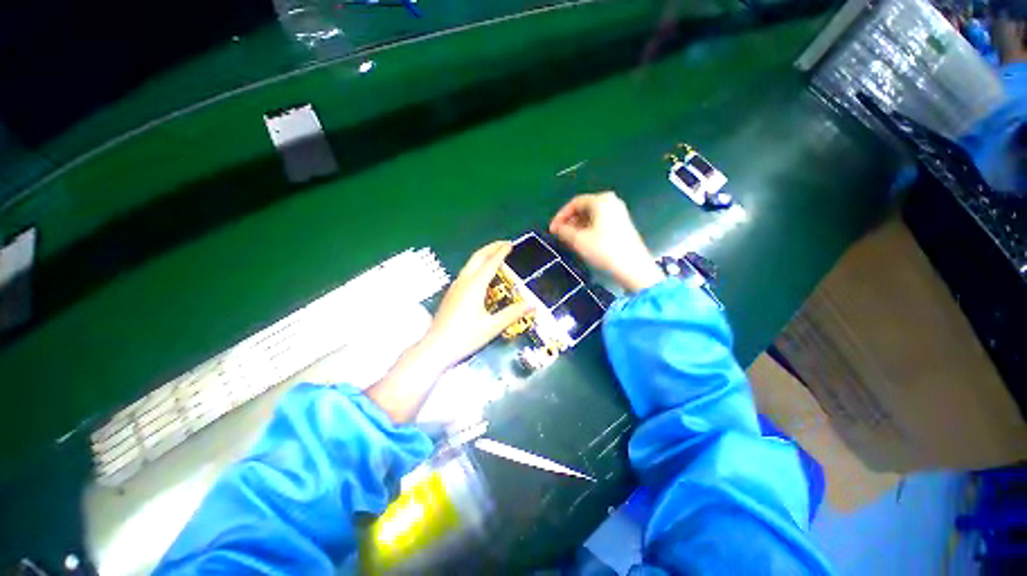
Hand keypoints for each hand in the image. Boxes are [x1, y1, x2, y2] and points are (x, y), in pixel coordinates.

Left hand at [420, 241, 532, 367]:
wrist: (435, 348)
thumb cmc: (465, 337)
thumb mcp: (493, 326)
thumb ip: (513, 314)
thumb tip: (532, 304)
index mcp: (475, 285)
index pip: (491, 263)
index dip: (501, 252)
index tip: (510, 244)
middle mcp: (464, 281)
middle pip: (477, 257)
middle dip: (491, 247)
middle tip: (504, 244)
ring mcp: (455, 287)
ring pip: (470, 264)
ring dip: (483, 256)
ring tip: (495, 256)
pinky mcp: (451, 294)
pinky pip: (466, 272)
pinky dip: (477, 266)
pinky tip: (481, 275)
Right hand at [549, 192, 664, 291]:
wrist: (632, 267)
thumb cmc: (604, 250)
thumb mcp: (578, 240)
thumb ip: (564, 231)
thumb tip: (557, 228)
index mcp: (601, 201)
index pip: (575, 203)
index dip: (561, 215)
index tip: (552, 229)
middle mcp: (611, 202)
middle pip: (584, 208)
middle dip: (569, 221)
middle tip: (559, 234)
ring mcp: (619, 213)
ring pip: (592, 216)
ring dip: (578, 226)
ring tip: (569, 239)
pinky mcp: (622, 225)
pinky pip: (600, 222)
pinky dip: (588, 229)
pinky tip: (583, 241)